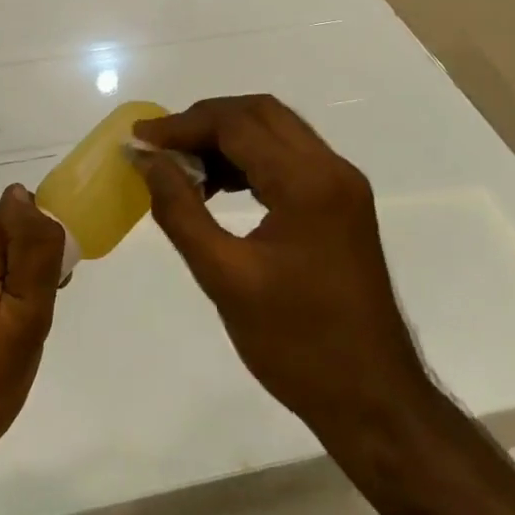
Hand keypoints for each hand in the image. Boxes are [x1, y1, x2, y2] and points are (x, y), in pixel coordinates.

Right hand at [131, 97, 428, 447]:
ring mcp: (342, 184)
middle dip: (205, 121)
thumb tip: (148, 161)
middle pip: (260, 113)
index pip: (236, 124)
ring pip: (276, 131)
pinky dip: (250, 158)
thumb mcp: (226, 279)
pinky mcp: (342, 204)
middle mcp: (331, 169)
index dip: (182, 125)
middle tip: (161, 146)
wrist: (374, 401)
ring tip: (182, 167)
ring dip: (227, 137)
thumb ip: (181, 212)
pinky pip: (289, 158)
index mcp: (308, 183)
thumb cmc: (297, 345)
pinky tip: (218, 187)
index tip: (140, 140)